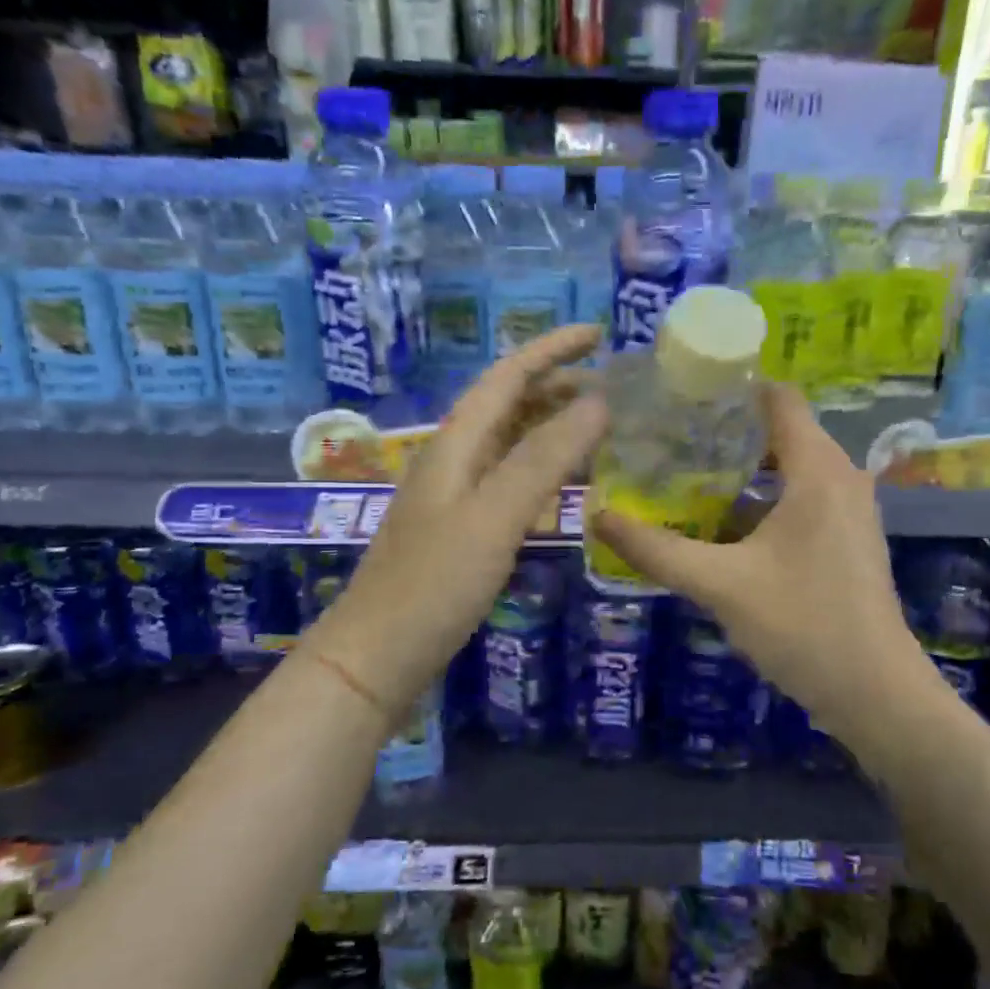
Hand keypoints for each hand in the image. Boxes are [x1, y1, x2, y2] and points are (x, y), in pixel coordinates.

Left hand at [305, 325, 606, 716]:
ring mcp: (453, 496)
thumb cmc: (435, 584)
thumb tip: (598, 402)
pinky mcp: (459, 530)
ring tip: (597, 427)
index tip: (599, 333)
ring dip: (550, 425)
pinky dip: (540, 468)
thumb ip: (544, 458)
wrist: (377, 655)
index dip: (552, 349)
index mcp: (455, 443)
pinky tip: (561, 485)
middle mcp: (452, 459)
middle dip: (557, 385)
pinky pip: (507, 479)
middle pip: (507, 404)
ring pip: (508, 442)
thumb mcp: (495, 515)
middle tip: (612, 389)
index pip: (508, 376)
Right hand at [591, 383, 933, 746]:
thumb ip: (657, 550)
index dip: (730, 388)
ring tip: (681, 477)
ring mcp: (847, 510)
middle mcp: (840, 477)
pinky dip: (759, 500)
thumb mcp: (720, 584)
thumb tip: (598, 517)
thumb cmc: (802, 624)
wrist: (874, 693)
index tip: (680, 394)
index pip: (777, 398)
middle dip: (723, 432)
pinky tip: (717, 525)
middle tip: (666, 439)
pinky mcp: (845, 539)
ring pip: (787, 469)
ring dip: (739, 470)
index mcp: (818, 469)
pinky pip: (798, 498)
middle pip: (778, 431)